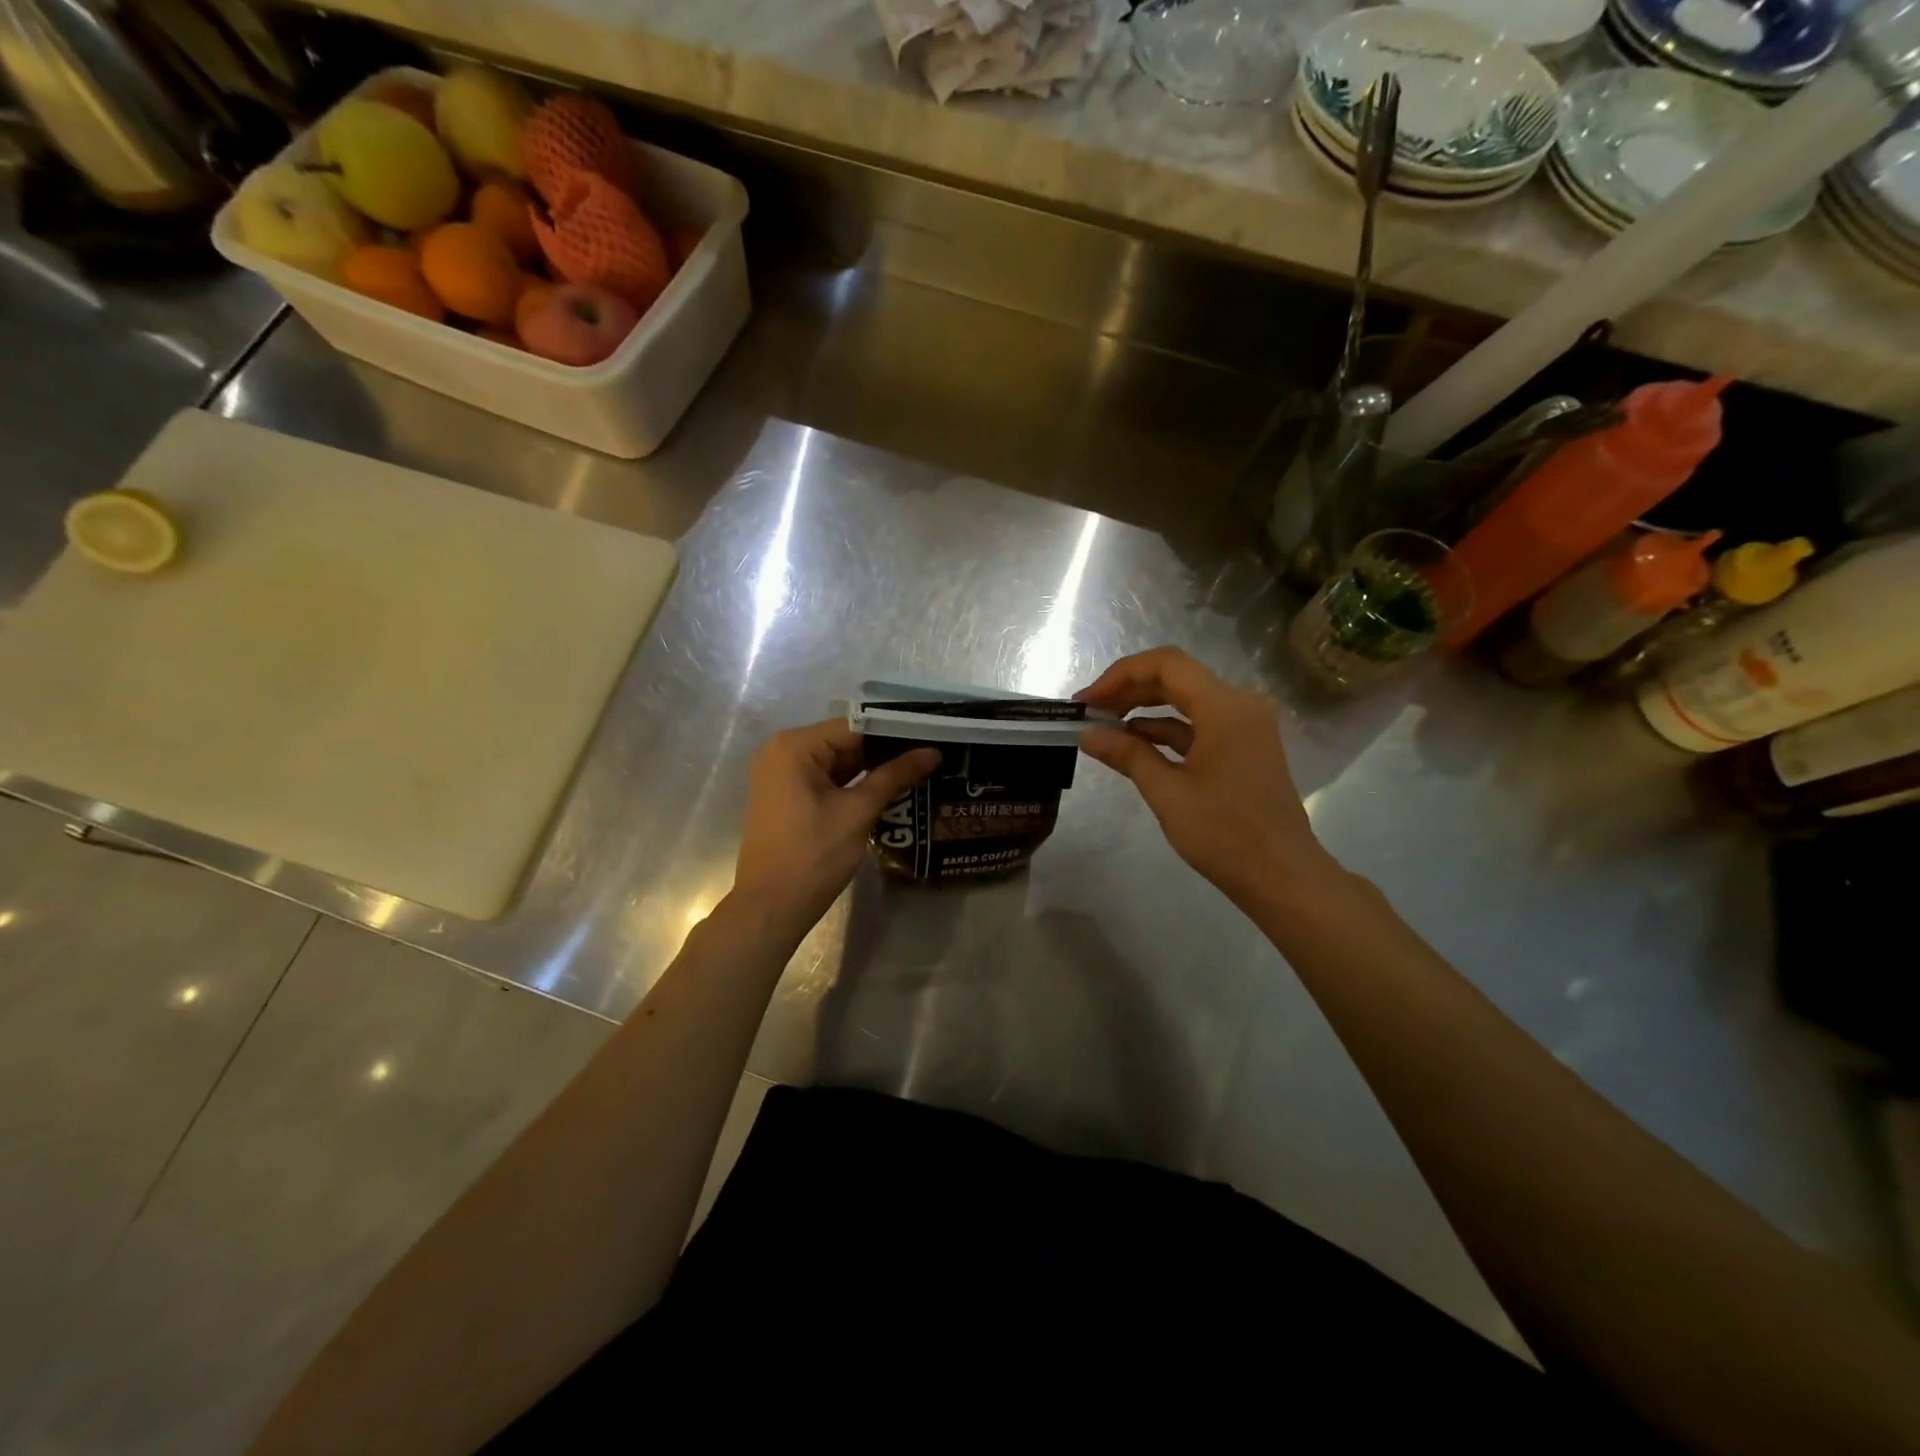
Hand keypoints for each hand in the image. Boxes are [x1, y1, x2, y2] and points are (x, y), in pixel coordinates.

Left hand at [732, 720, 939, 938]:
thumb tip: (933, 752)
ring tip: (921, 769)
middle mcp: (783, 752)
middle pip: (846, 741)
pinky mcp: (788, 798)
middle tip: (932, 754)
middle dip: (887, 751)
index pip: (856, 725)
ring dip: (874, 769)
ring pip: (839, 763)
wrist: (770, 909)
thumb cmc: (813, 855)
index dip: (896, 731)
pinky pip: (828, 781)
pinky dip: (855, 785)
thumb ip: (895, 776)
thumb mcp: (858, 812)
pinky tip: (891, 790)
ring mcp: (783, 776)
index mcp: (795, 746)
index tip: (933, 735)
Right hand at [1076, 647, 1337, 911]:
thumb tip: (1087, 734)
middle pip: (1175, 678)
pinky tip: (1133, 745)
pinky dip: (1166, 730)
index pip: (1165, 664)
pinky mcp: (1245, 745)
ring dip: (1144, 710)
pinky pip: (1200, 724)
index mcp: (1225, 707)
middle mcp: (1240, 704)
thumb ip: (1127, 755)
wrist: (1282, 876)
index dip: (1120, 675)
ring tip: (1103, 729)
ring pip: (1186, 701)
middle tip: (1088, 713)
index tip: (1087, 701)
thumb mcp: (1167, 793)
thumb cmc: (1224, 834)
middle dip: (1128, 691)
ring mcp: (1246, 725)